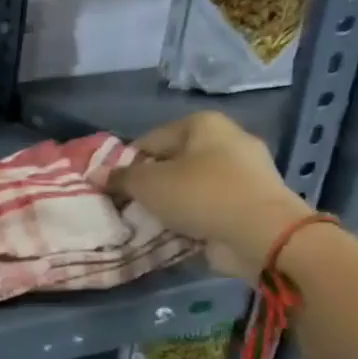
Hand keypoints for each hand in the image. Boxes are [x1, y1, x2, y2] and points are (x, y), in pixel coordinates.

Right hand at [108, 112, 311, 281]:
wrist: (262, 233)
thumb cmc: (200, 194)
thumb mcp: (147, 184)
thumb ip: (120, 178)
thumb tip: (96, 174)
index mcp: (202, 124)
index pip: (148, 141)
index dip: (125, 165)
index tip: (112, 189)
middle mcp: (226, 140)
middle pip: (171, 163)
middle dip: (149, 185)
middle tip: (128, 207)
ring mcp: (243, 172)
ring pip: (190, 186)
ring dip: (170, 203)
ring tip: (149, 222)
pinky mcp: (250, 201)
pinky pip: (209, 205)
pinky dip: (192, 216)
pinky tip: (175, 231)